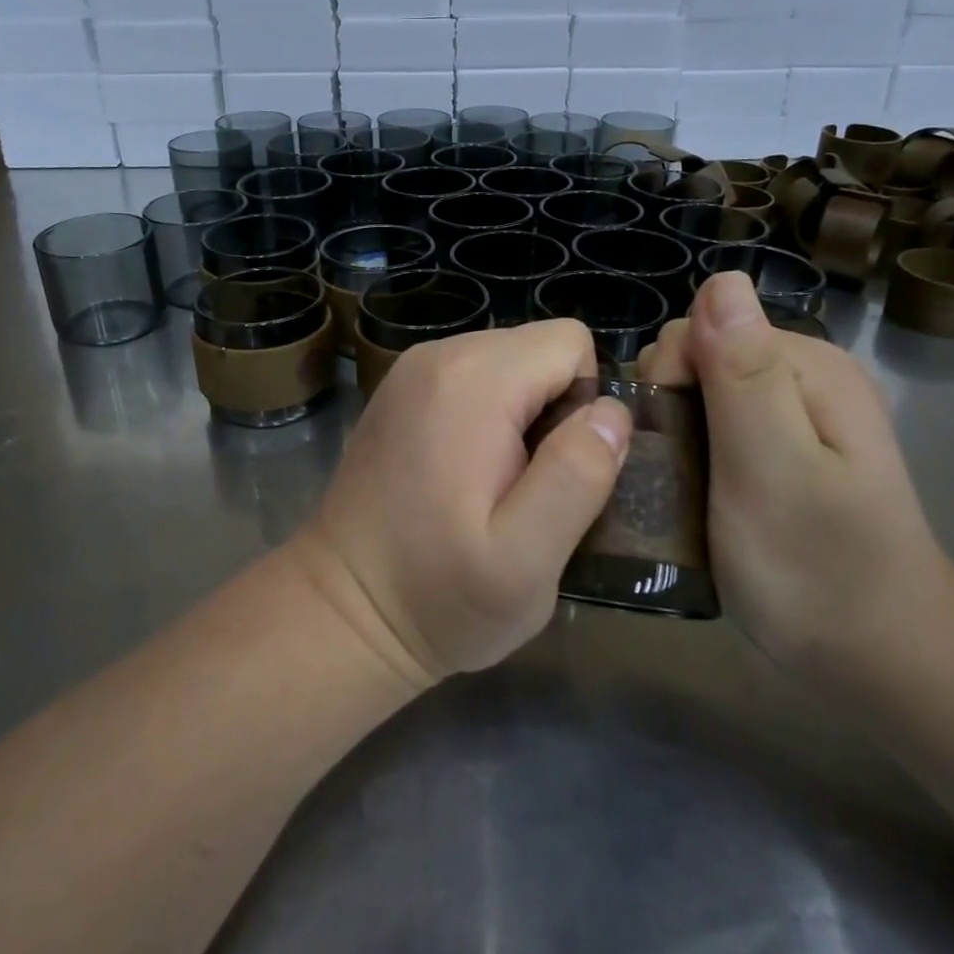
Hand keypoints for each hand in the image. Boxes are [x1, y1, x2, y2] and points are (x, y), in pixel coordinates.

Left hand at [292, 321, 631, 686]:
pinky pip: (473, 378)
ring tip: (494, 485)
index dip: (583, 404)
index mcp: (471, 379)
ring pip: (509, 362)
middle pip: (538, 348)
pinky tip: (463, 474)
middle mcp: (438, 355)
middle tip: (526, 487)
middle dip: (553, 409)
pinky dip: (487, 416)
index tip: (557, 470)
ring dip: (521, 415)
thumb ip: (577, 476)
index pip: (570, 343)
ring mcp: (411, 370)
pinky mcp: (400, 391)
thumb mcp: (525, 560)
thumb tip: (612, 412)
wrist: (340, 611)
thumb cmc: (435, 595)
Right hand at [638, 273, 953, 675]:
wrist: (881, 659)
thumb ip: (744, 376)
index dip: (669, 378)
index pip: (699, 327)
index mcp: (807, 365)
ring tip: (685, 487)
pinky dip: (694, 447)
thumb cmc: (816, 568)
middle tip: (682, 473)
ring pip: (700, 389)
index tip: (675, 444)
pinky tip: (699, 487)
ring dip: (678, 428)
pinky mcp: (784, 447)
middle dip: (670, 402)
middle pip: (697, 354)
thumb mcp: (771, 469)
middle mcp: (804, 374)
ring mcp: (796, 413)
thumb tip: (723, 279)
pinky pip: (716, 421)